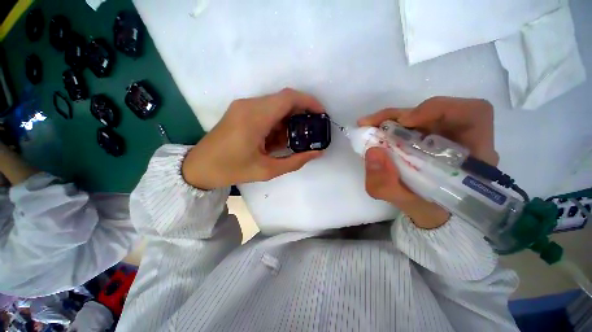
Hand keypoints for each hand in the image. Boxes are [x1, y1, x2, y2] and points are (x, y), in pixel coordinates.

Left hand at [182, 88, 324, 189]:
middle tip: (310, 131)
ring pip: (275, 106)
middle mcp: (249, 105)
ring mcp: (243, 107)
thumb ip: (295, 161)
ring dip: (288, 120)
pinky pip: (266, 111)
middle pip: (283, 100)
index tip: (321, 114)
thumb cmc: (232, 170)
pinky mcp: (240, 111)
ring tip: (291, 141)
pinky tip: (276, 140)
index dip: (309, 102)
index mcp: (255, 118)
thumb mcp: (267, 170)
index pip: (288, 98)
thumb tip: (317, 153)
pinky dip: (277, 123)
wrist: (199, 168)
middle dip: (301, 113)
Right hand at [358, 96, 497, 228]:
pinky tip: (379, 133)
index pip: (474, 114)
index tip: (404, 122)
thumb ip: (386, 184)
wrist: (433, 214)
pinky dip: (393, 124)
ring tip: (371, 127)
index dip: (439, 109)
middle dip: (401, 113)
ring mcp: (448, 137)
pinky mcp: (432, 138)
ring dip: (394, 118)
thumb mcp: (405, 204)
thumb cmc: (428, 212)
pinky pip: (414, 123)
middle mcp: (465, 141)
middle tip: (371, 123)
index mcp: (474, 158)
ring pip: (422, 114)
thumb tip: (372, 151)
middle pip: (441, 109)